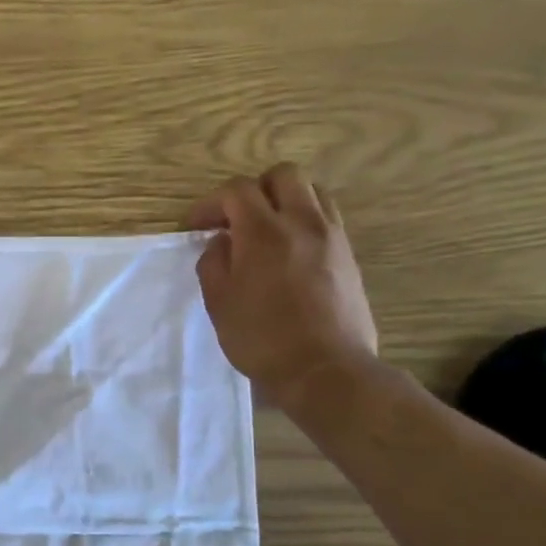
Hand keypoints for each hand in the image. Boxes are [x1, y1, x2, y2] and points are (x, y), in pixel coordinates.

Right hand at [188, 164, 378, 411]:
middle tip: (235, 219)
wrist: (325, 369)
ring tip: (266, 231)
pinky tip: (289, 252)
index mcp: (264, 232)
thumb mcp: (219, 302)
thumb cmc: (261, 338)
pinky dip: (304, 222)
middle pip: (283, 176)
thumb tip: (222, 243)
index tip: (196, 226)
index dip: (211, 203)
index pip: (237, 191)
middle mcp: (302, 223)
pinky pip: (326, 218)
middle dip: (254, 190)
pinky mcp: (349, 256)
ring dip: (284, 202)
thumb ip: (214, 262)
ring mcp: (332, 237)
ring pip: (312, 192)